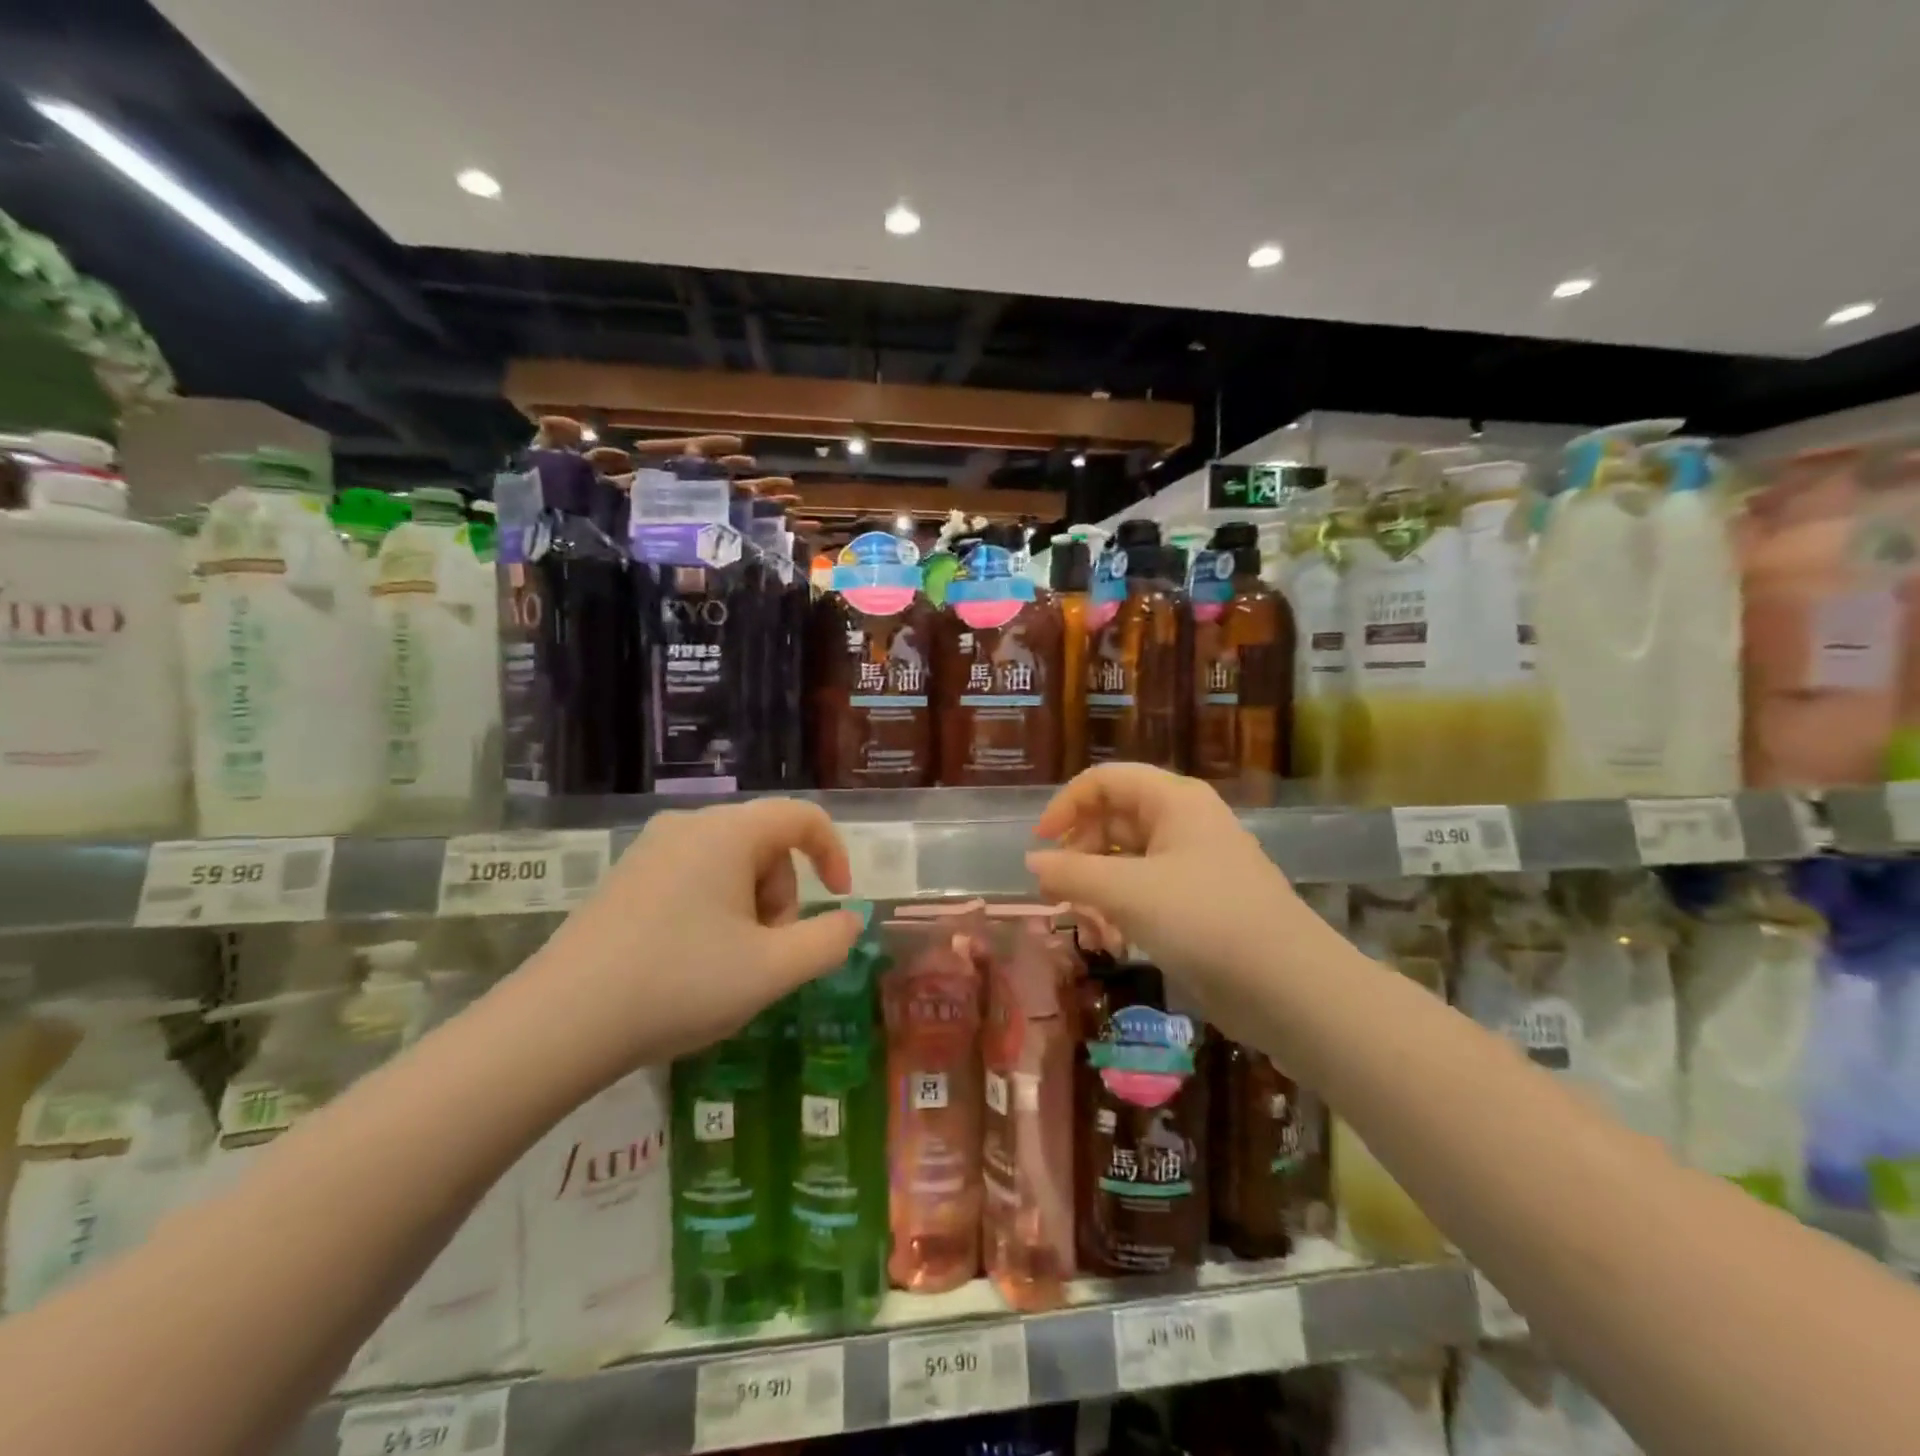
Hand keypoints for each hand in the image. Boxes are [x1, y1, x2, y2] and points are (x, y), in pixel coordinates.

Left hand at [525, 799, 863, 1078]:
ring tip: (728, 965)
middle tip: (767, 955)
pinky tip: (691, 962)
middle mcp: (689, 826)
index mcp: (728, 832)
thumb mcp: (773, 970)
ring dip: (750, 909)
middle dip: (782, 897)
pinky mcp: (626, 878)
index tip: (839, 900)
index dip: (834, 854)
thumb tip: (850, 920)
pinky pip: (694, 878)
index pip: (803, 818)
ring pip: (731, 865)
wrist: (560, 1023)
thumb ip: (828, 941)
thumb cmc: (680, 983)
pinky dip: (714, 912)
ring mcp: (651, 850)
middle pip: (767, 846)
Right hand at [1025, 764, 1320, 1037]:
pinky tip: (1112, 944)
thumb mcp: (1127, 893)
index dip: (1066, 805)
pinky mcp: (1198, 904)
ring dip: (1096, 893)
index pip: (1105, 781)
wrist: (1289, 988)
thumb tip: (1032, 863)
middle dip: (1079, 858)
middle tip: (1058, 896)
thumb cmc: (1205, 920)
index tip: (1040, 846)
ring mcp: (1192, 865)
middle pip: (1112, 821)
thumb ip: (1072, 873)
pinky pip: (1144, 893)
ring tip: (1089, 931)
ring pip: (1125, 862)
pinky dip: (1121, 912)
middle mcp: (1183, 823)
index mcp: (1173, 801)